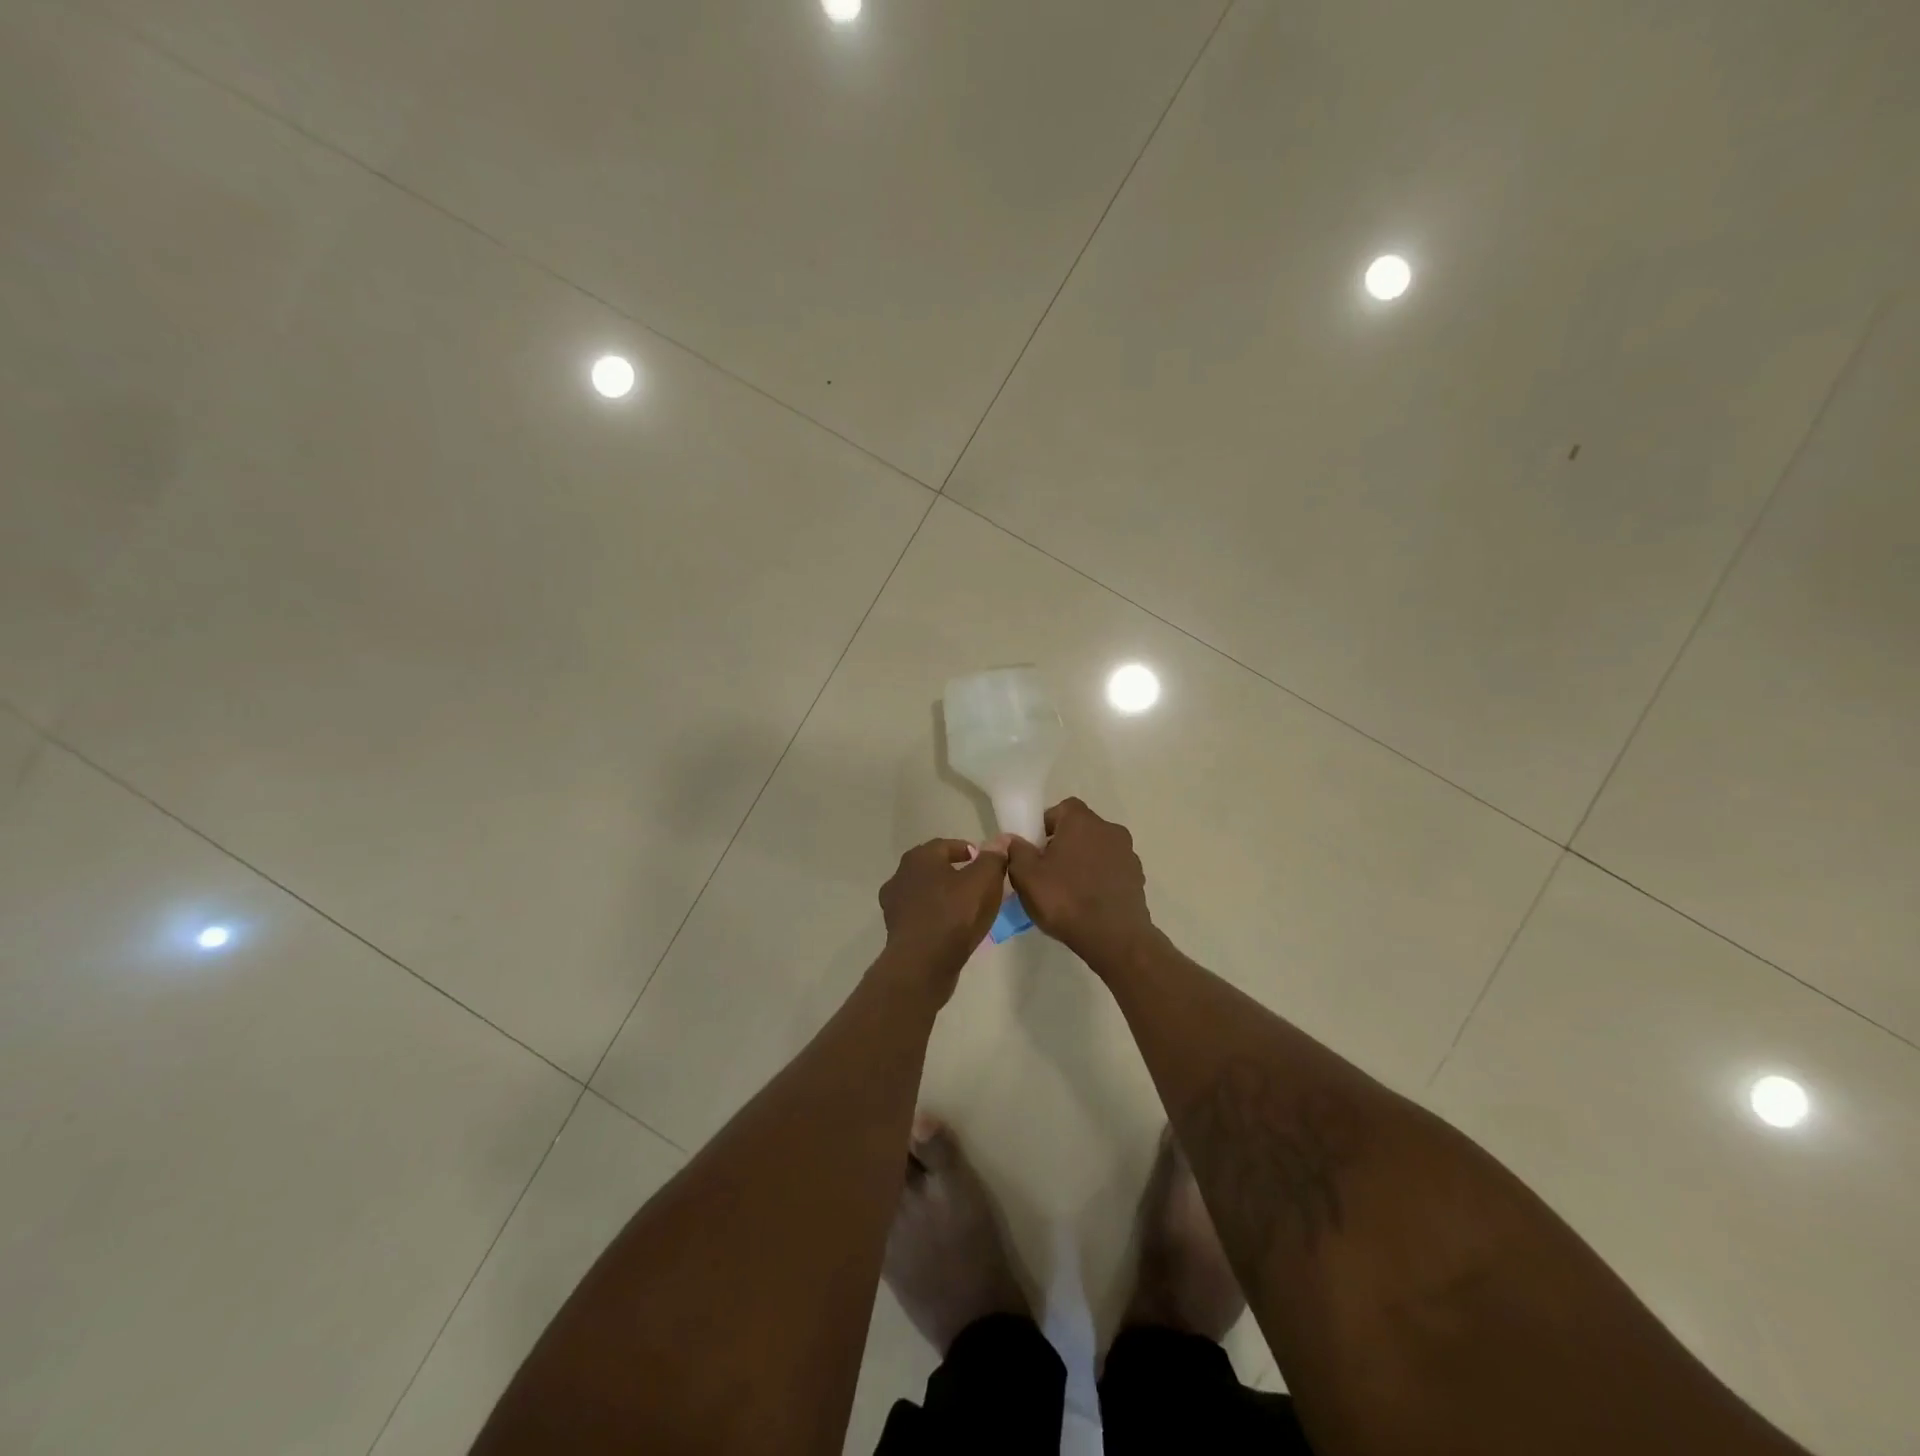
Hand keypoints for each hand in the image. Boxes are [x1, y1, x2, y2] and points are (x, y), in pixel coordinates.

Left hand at [877, 837, 1010, 1001]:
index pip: (945, 845)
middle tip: (977, 883)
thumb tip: (999, 841)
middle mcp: (901, 876)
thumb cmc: (954, 915)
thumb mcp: (983, 881)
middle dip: (954, 872)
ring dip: (944, 895)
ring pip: (925, 892)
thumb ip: (992, 858)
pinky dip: (936, 916)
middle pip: (932, 868)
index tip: (984, 862)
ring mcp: (894, 905)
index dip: (967, 851)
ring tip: (967, 907)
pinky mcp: (896, 930)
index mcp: (919, 858)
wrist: (922, 964)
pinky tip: (952, 927)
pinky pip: (921, 915)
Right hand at [1006, 798, 1154, 966]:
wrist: (1114, 938)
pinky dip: (1099, 879)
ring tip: (1068, 890)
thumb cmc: (1065, 899)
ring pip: (1097, 850)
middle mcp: (1109, 829)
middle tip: (1046, 871)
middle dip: (1063, 844)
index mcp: (1082, 821)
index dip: (1046, 826)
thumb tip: (1013, 840)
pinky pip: (1111, 870)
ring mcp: (1128, 854)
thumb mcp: (1026, 876)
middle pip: (1080, 829)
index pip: (1061, 809)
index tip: (1035, 849)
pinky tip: (1088, 902)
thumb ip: (1016, 851)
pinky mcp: (1137, 878)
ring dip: (1083, 862)